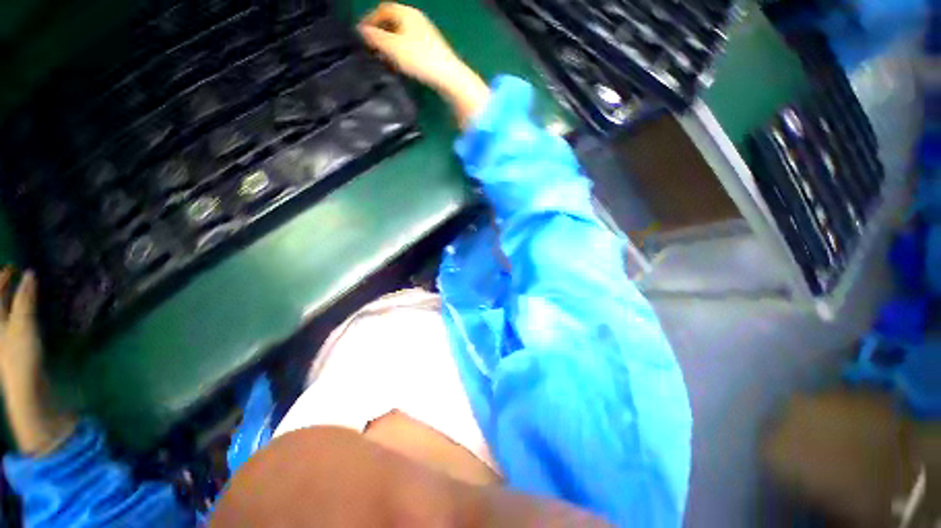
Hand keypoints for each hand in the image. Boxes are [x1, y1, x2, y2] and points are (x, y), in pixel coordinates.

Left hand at [0, 268, 74, 455]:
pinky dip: (19, 313)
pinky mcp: (14, 348)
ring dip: (13, 301)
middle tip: (17, 276)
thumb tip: (30, 274)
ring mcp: (5, 339)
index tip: (14, 266)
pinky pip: (13, 323)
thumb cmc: (19, 355)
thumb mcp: (23, 325)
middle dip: (5, 289)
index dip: (2, 279)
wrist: (26, 390)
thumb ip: (25, 299)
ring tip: (23, 292)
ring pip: (6, 314)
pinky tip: (27, 313)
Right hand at [358, 3, 489, 127]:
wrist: (448, 76)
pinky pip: (411, 47)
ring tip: (383, 60)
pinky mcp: (432, 50)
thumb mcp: (392, 47)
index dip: (370, 19)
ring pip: (402, 36)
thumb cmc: (420, 59)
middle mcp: (417, 20)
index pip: (383, 9)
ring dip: (390, 45)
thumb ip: (375, 38)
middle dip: (380, 33)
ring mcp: (426, 35)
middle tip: (371, 48)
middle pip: (393, 22)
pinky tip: (400, 66)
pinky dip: (401, 53)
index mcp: (407, 13)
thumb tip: (361, 31)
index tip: (361, 34)